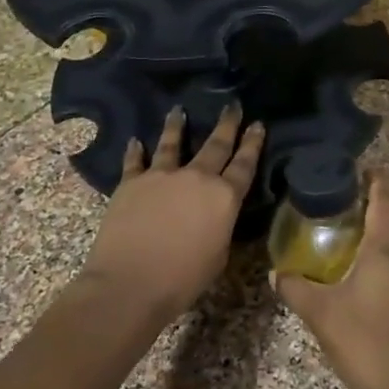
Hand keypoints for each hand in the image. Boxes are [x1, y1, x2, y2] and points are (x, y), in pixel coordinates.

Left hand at [81, 104, 264, 321]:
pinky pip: (135, 161)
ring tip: (178, 110)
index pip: (244, 164)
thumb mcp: (218, 256)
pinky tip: (136, 141)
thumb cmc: (182, 280)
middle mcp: (196, 178)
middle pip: (216, 145)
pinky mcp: (132, 182)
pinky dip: (136, 151)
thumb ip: (220, 227)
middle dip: (227, 124)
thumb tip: (216, 215)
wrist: (130, 283)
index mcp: (224, 198)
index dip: (253, 143)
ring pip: (172, 143)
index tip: (258, 123)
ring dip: (177, 126)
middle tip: (232, 105)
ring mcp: (162, 176)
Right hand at [273, 176, 388, 388]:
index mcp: (384, 251)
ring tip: (381, 231)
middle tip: (372, 202)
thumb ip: (295, 288)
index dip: (379, 183)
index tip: (367, 170)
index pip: (386, 204)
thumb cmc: (361, 339)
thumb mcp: (319, 312)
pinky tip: (385, 269)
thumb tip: (274, 273)